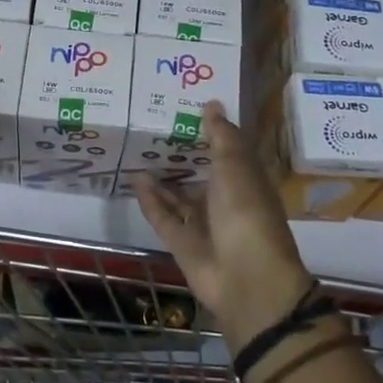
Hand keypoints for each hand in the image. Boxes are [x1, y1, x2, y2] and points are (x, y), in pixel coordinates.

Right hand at [131, 101, 312, 351]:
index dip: (209, 132)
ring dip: (161, 178)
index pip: (227, 152)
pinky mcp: (182, 243)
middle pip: (200, 174)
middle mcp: (225, 201)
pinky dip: (150, 200)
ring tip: (137, 151)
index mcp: (246, 181)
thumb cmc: (247, 213)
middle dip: (180, 155)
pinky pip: (163, 217)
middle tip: (151, 127)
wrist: (246, 279)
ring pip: (178, 196)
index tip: (184, 109)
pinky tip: (134, 178)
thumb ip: (221, 136)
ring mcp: (203, 224)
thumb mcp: (236, 167)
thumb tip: (212, 103)